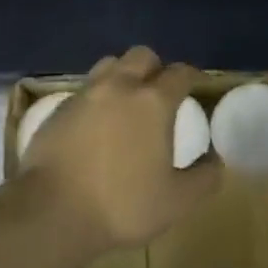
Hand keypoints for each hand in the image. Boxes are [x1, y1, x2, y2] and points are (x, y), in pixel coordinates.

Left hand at [15, 46, 220, 253]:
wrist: (51, 211)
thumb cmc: (122, 204)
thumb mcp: (176, 201)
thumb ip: (204, 178)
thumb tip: (216, 161)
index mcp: (153, 102)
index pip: (179, 73)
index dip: (191, 76)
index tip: (196, 86)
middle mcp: (119, 87)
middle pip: (141, 56)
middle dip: (155, 67)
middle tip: (160, 92)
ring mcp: (84, 95)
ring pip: (109, 65)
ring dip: (123, 76)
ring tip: (126, 102)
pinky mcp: (57, 109)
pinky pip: (84, 90)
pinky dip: (96, 98)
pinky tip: (95, 124)